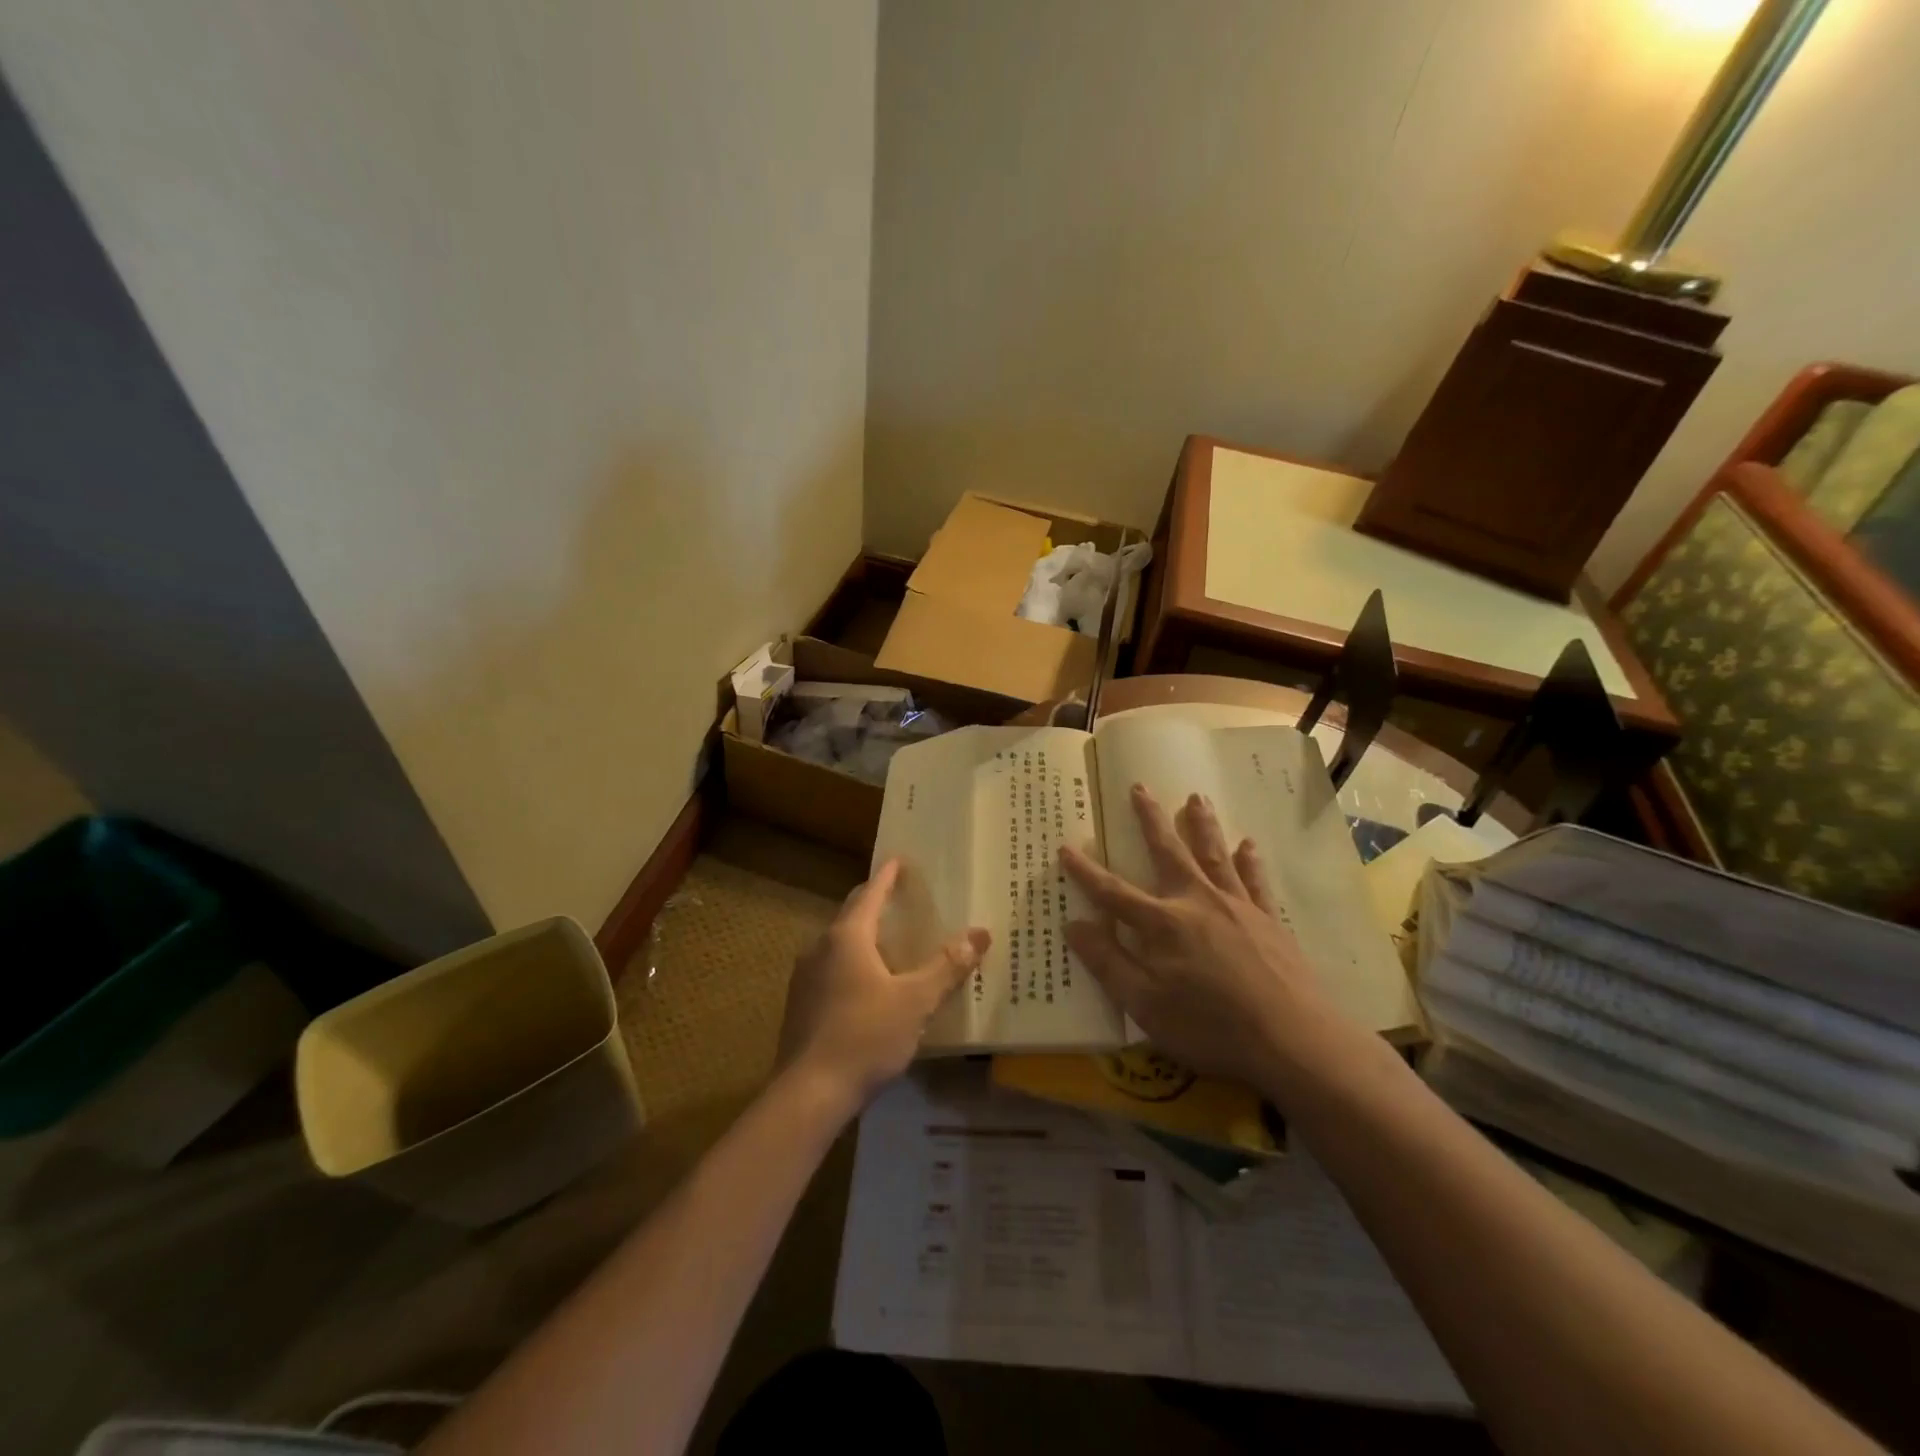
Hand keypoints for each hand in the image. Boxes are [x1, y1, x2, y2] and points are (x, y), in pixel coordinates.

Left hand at [777, 859, 989, 1116]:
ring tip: (888, 941)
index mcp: (847, 937)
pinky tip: (867, 985)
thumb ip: (946, 967)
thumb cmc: (865, 1037)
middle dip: (874, 902)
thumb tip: (979, 934)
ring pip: (838, 943)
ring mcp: (805, 977)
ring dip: (862, 936)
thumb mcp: (915, 1002)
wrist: (808, 1094)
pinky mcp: (800, 1004)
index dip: (888, 876)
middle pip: (851, 914)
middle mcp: (820, 947)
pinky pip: (830, 969)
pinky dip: (851, 963)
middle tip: (899, 897)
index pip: (871, 894)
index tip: (899, 860)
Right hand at [1060, 786, 1364, 1094]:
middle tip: (1140, 787)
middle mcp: (1197, 902)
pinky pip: (1254, 881)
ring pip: (1213, 855)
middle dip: (1151, 820)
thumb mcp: (1145, 1005)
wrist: (1293, 1041)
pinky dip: (1250, 861)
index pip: (1113, 892)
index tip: (1065, 847)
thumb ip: (1108, 962)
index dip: (1086, 872)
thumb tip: (1073, 924)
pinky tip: (1248, 844)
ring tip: (1196, 797)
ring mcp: (1237, 907)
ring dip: (1202, 825)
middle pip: (1168, 852)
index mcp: (1163, 924)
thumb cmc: (1210, 1027)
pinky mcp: (1268, 920)